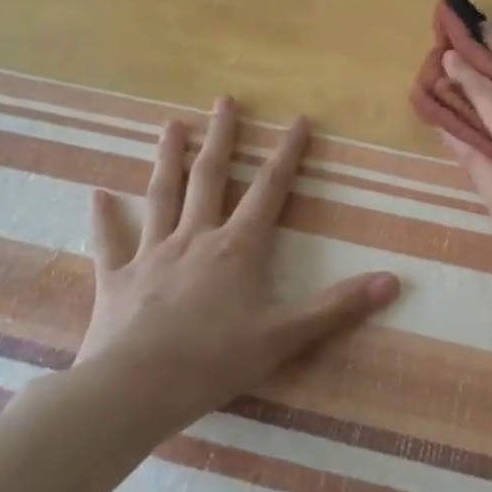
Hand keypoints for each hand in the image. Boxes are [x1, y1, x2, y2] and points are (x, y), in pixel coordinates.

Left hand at [75, 97, 400, 425]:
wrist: (132, 391)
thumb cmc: (213, 361)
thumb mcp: (284, 336)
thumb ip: (337, 306)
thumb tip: (394, 281)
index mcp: (238, 247)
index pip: (270, 188)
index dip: (288, 153)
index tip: (298, 119)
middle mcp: (195, 237)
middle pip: (210, 177)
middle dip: (222, 137)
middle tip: (225, 100)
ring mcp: (152, 254)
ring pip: (161, 195)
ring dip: (167, 159)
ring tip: (170, 125)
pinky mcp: (116, 279)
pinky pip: (110, 242)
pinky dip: (104, 218)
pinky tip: (97, 194)